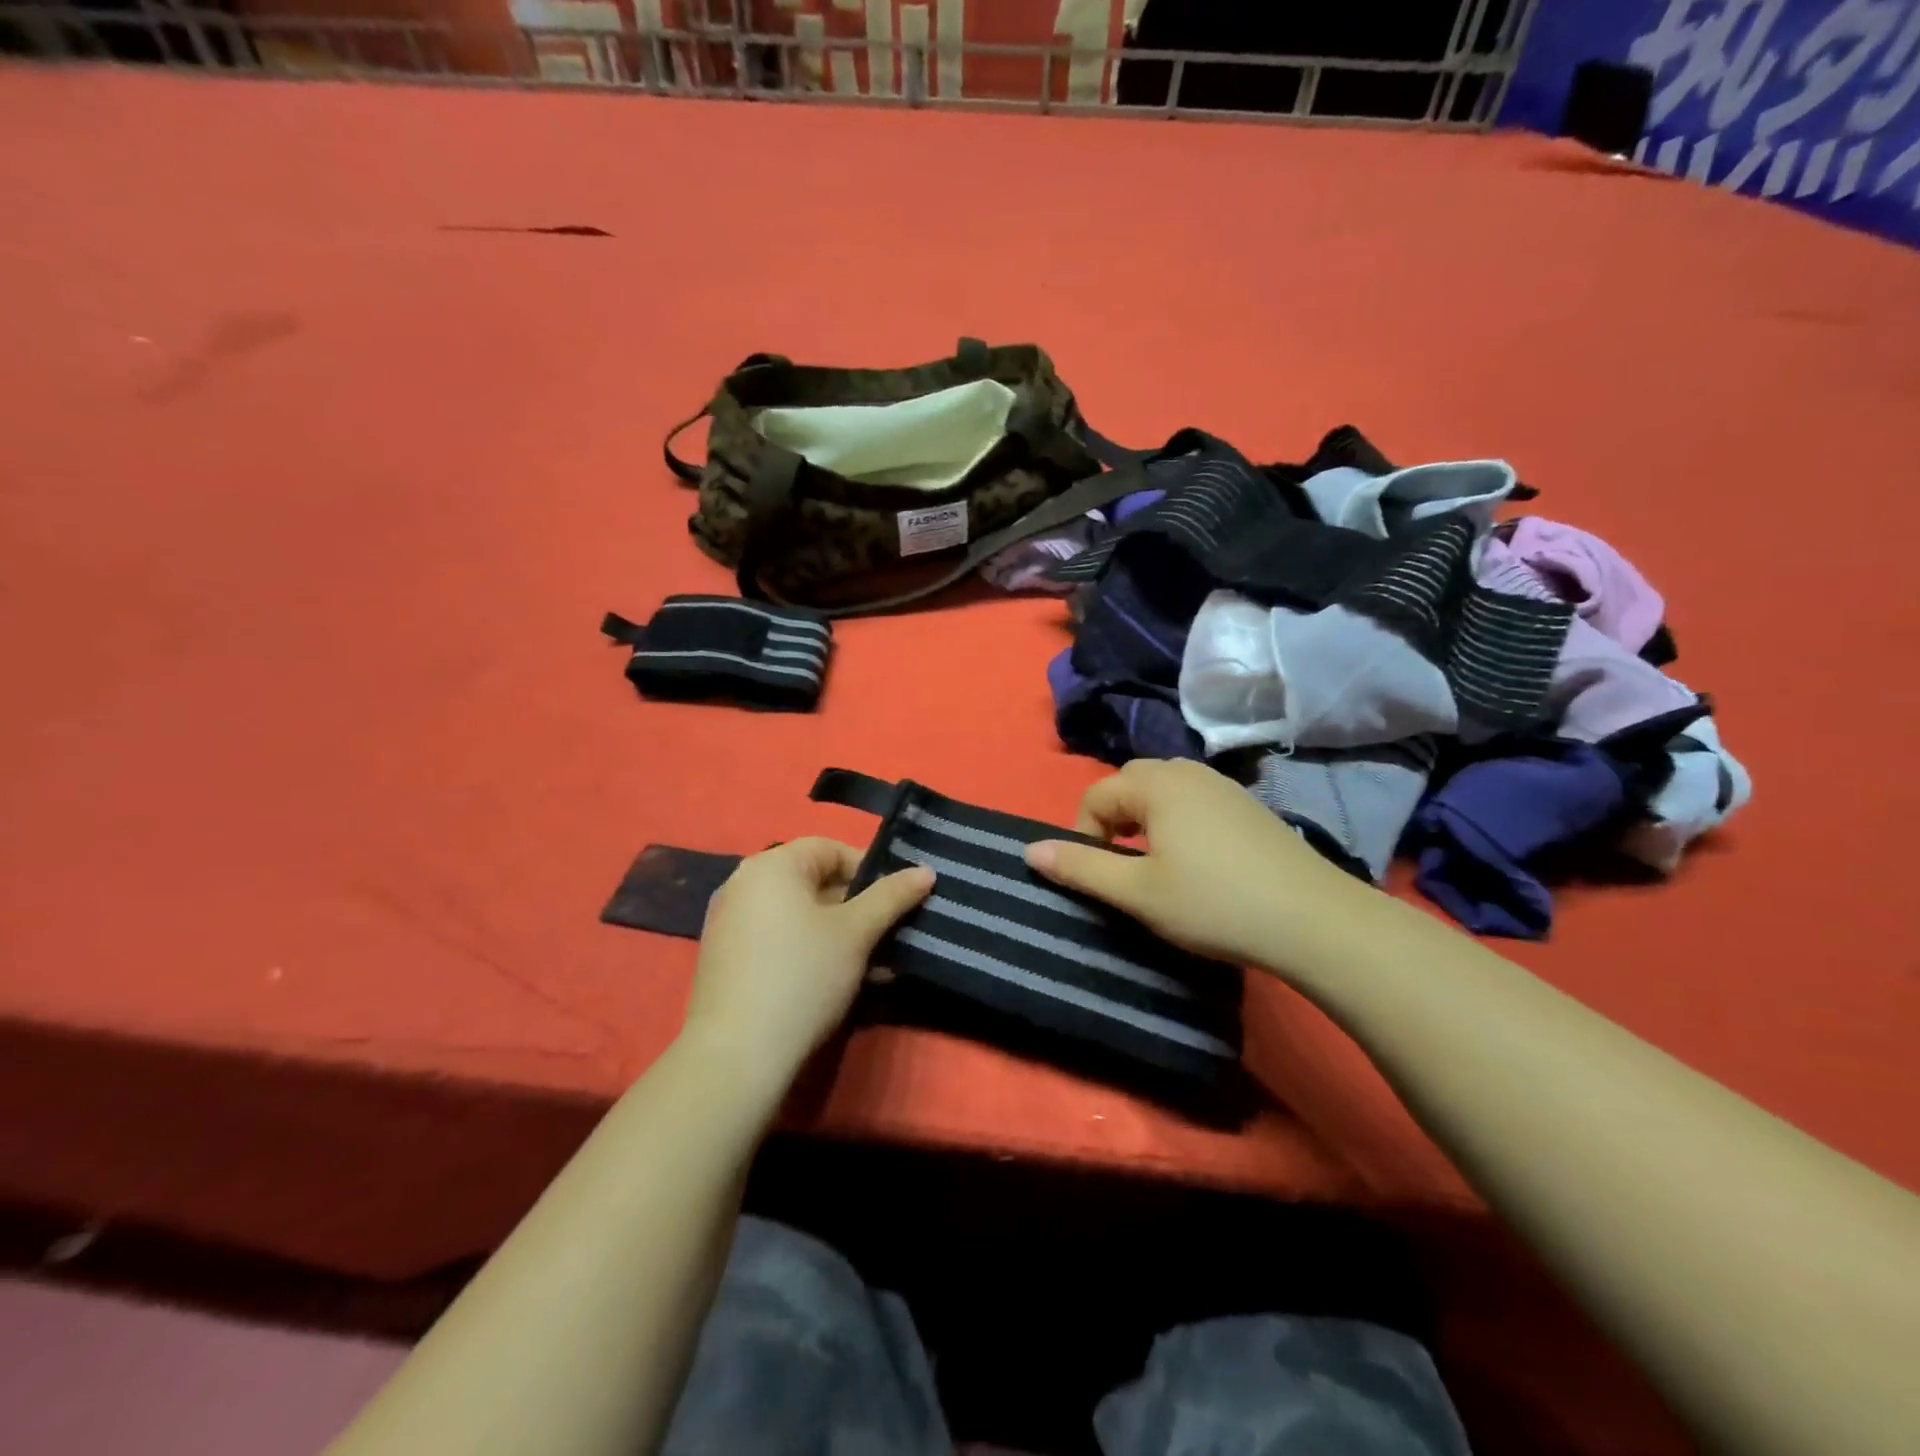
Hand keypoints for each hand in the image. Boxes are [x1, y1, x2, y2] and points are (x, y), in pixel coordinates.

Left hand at [681, 839, 933, 1092]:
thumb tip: (925, 870)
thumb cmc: (803, 976)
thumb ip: (892, 896)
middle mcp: (743, 885)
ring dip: (842, 935)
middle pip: (815, 883)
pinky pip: (780, 941)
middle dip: (859, 908)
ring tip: (878, 966)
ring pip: (801, 917)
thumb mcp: (856, 933)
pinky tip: (844, 983)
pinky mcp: (727, 961)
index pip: (830, 848)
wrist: (736, 1056)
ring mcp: (730, 924)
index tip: (897, 899)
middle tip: (891, 934)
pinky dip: (813, 952)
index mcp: (771, 866)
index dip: (870, 869)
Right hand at [1024, 758, 1378, 974]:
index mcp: (1157, 784)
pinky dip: (1177, 819)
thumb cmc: (1214, 904)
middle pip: (1129, 783)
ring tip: (1153, 862)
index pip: (1096, 796)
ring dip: (1144, 818)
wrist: (1313, 919)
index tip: (1097, 876)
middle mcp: (1188, 771)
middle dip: (1112, 819)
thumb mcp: (1138, 892)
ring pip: (1163, 788)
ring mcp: (1223, 785)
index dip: (1083, 835)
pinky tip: (1196, 860)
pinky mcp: (1248, 804)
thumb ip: (1081, 868)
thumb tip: (1030, 850)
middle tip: (1122, 866)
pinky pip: (1194, 798)